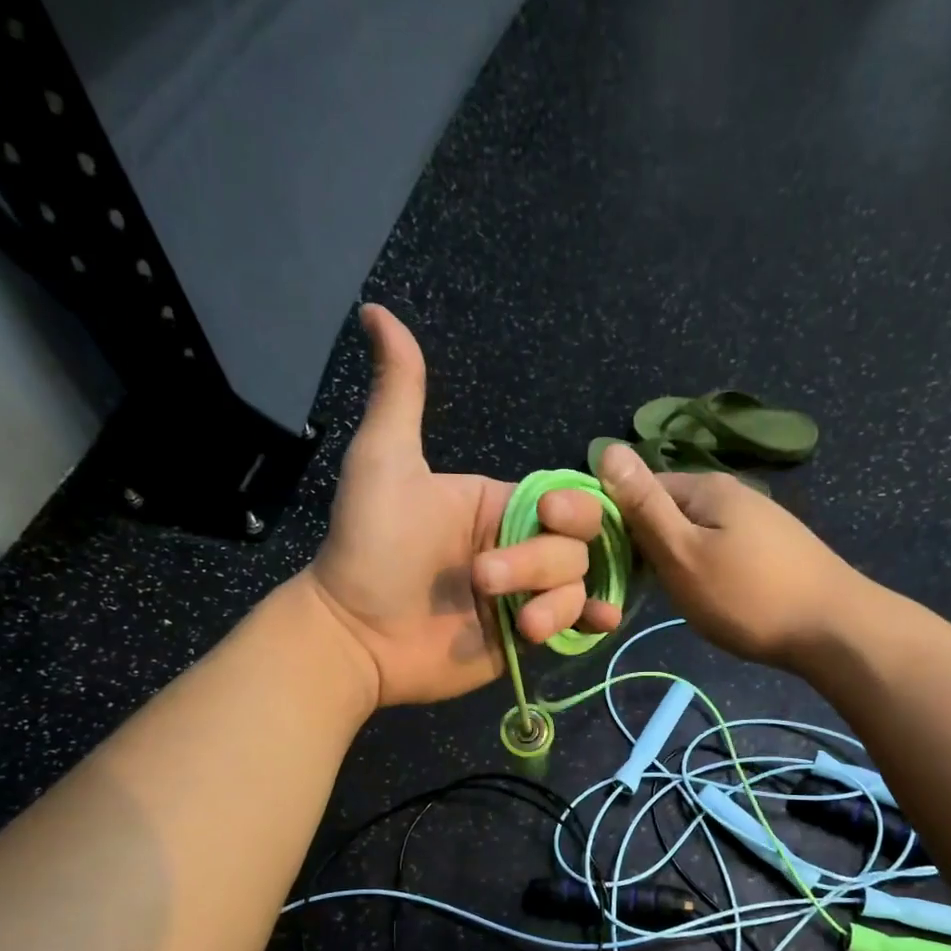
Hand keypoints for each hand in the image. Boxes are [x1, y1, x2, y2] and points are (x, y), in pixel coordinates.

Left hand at [306, 306, 620, 706]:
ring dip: (558, 602)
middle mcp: (520, 546)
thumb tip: (376, 311)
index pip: (566, 498)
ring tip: (521, 623)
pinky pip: (575, 626)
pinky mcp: (526, 639)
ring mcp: (525, 595)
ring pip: (580, 585)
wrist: (353, 634)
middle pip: (578, 545)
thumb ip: (399, 393)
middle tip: (483, 580)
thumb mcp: (384, 462)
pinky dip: (591, 623)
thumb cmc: (370, 545)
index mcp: (500, 504)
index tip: (542, 514)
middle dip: (540, 563)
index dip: (571, 507)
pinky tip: (597, 623)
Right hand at [597, 443, 862, 670]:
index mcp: (707, 486)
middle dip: (651, 544)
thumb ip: (643, 506)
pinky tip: (715, 595)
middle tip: (649, 588)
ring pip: (696, 532)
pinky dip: (708, 568)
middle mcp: (734, 492)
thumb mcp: (682, 553)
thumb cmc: (748, 596)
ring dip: (679, 559)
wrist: (834, 630)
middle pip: (670, 510)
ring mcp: (759, 519)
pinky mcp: (774, 547)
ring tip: (680, 596)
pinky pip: (722, 548)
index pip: (641, 489)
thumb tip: (606, 448)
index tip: (613, 564)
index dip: (619, 523)